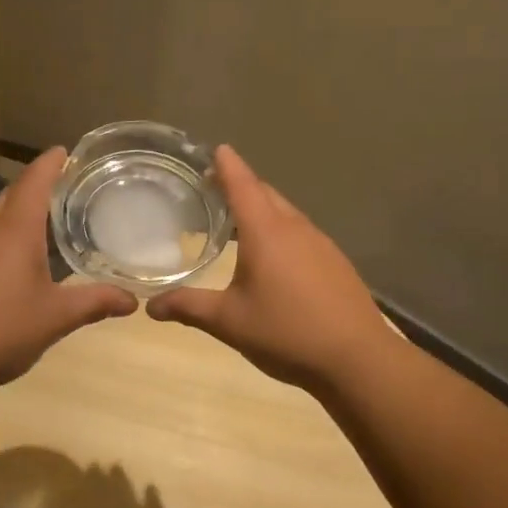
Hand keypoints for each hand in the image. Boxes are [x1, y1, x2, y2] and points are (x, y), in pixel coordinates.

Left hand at [0, 147, 137, 392]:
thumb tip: (133, 300)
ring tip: (28, 214)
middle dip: (34, 186)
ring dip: (8, 207)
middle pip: (10, 194)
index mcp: (16, 229)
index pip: (35, 181)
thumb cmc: (1, 329)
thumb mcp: (55, 317)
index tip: (64, 151)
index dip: (50, 163)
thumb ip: (95, 302)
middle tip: (59, 188)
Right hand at [146, 145, 394, 394]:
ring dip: (261, 208)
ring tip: (237, 221)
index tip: (216, 149)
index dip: (227, 165)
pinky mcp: (335, 261)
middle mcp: (294, 228)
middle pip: (265, 194)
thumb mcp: (229, 321)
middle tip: (213, 188)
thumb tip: (150, 307)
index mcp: (266, 232)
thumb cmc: (286, 332)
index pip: (242, 185)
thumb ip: (189, 307)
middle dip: (241, 185)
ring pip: (285, 213)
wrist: (358, 358)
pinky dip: (279, 230)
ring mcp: (320, 243)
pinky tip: (272, 256)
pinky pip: (300, 232)